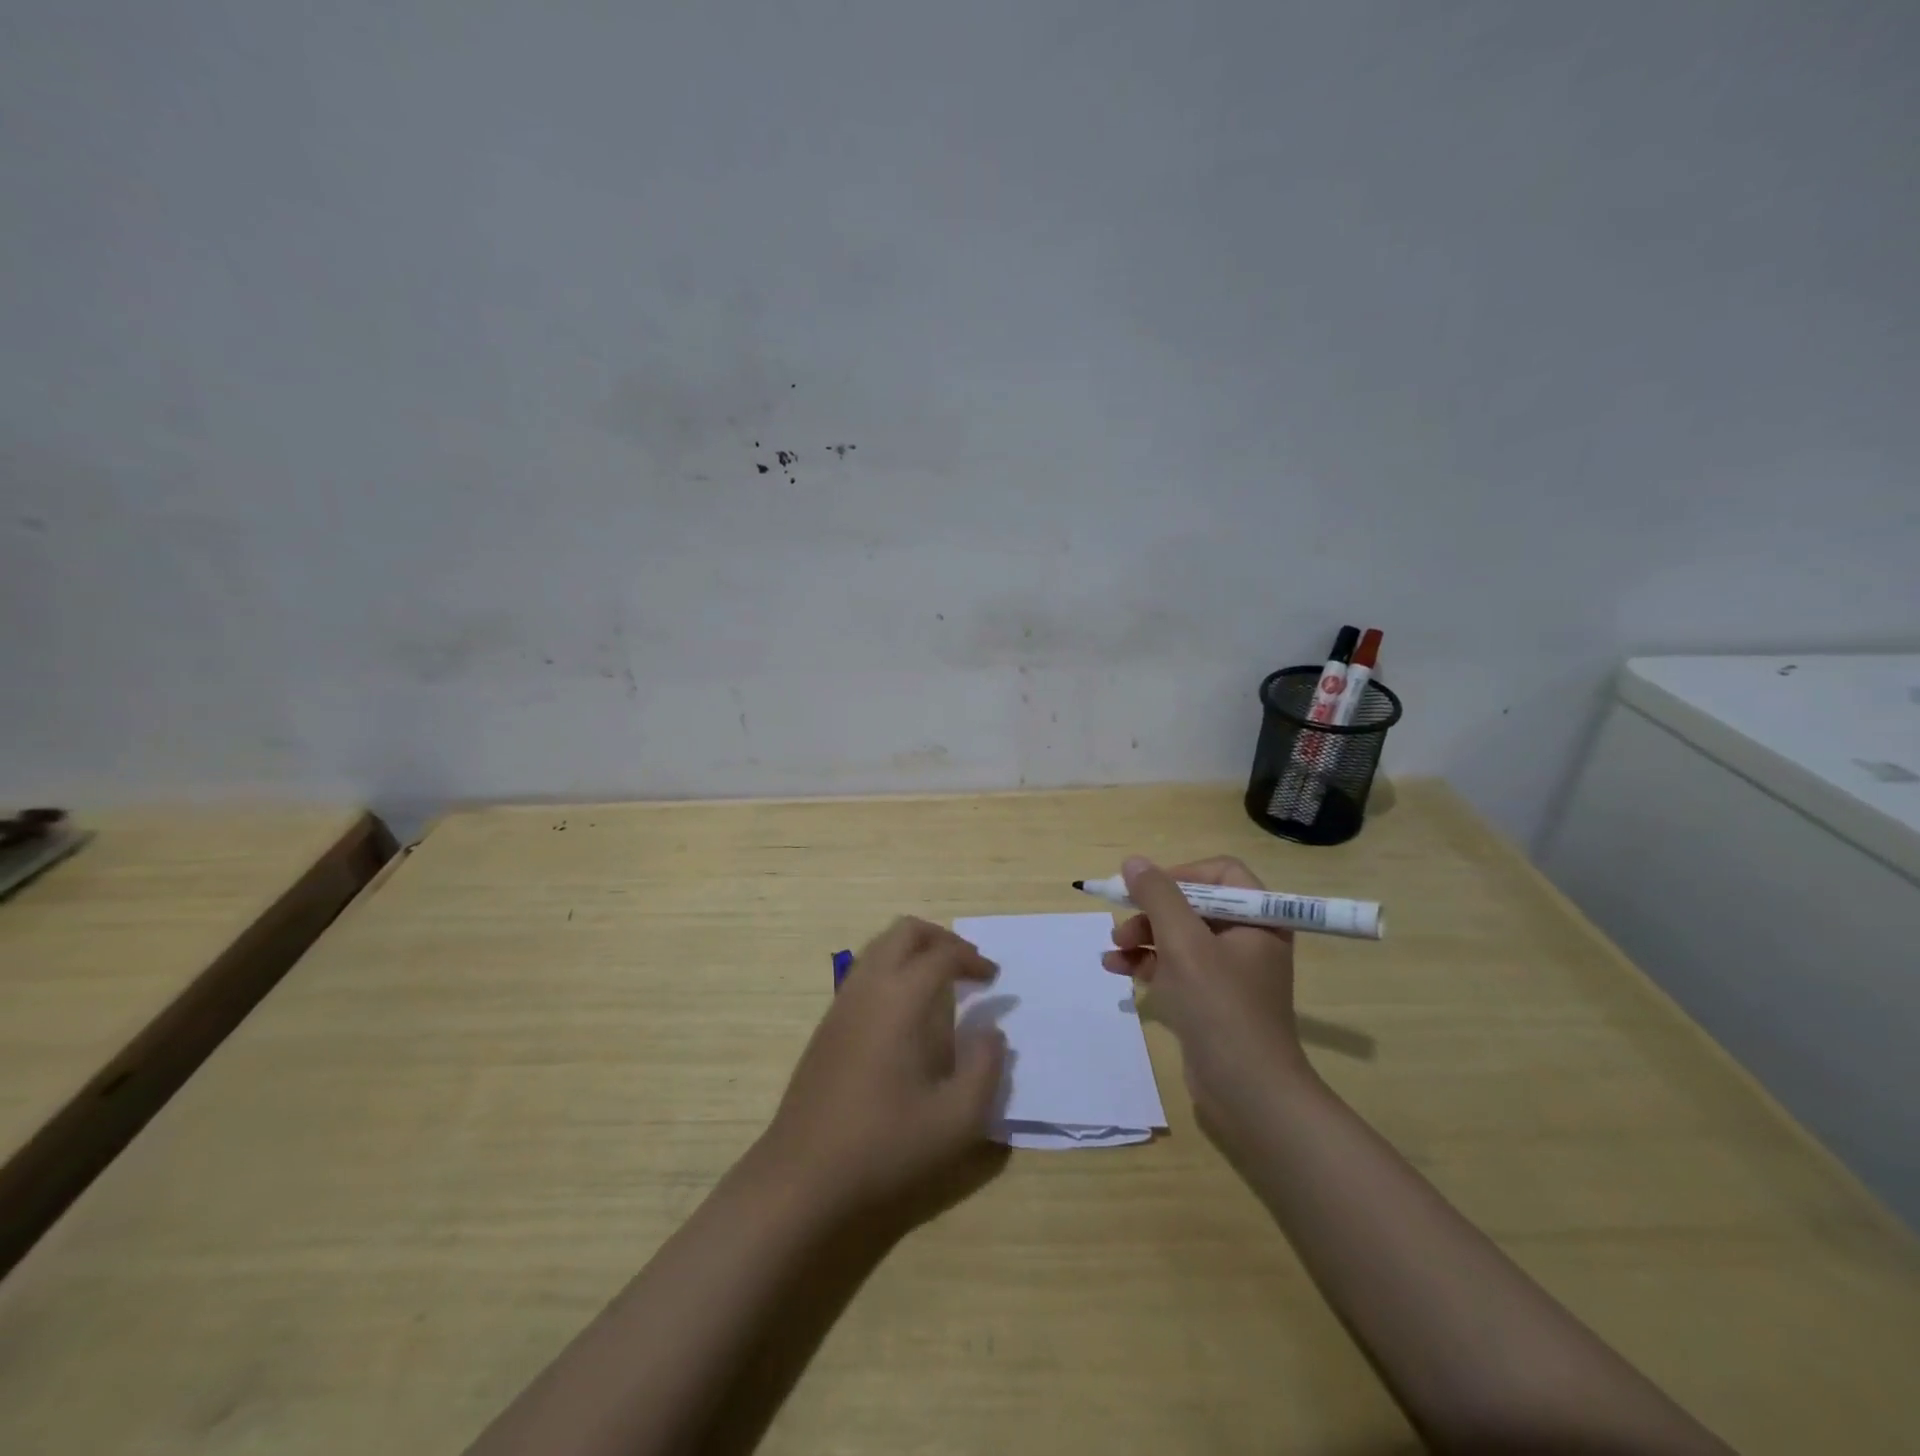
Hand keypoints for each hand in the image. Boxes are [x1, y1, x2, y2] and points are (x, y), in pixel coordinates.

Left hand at [756, 917, 1006, 1218]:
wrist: (803, 1176)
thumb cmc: (885, 1145)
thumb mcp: (957, 1119)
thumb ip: (986, 1067)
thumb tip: (991, 1032)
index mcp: (900, 999)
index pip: (942, 955)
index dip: (973, 960)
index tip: (994, 980)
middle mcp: (868, 987)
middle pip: (905, 931)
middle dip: (941, 939)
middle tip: (967, 967)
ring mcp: (842, 1003)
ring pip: (880, 947)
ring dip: (914, 952)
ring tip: (941, 985)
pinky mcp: (827, 1025)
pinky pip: (864, 973)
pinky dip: (892, 971)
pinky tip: (906, 1015)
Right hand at [1101, 855, 1308, 1128]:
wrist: (1248, 1092)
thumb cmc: (1220, 1006)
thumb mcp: (1184, 943)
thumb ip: (1157, 896)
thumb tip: (1133, 862)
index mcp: (1258, 918)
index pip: (1220, 873)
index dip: (1180, 874)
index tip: (1147, 890)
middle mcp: (1248, 939)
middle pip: (1193, 904)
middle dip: (1152, 912)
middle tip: (1123, 927)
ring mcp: (1229, 971)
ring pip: (1179, 936)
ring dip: (1143, 937)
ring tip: (1113, 950)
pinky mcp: (1211, 999)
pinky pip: (1176, 966)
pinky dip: (1147, 963)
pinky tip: (1116, 968)